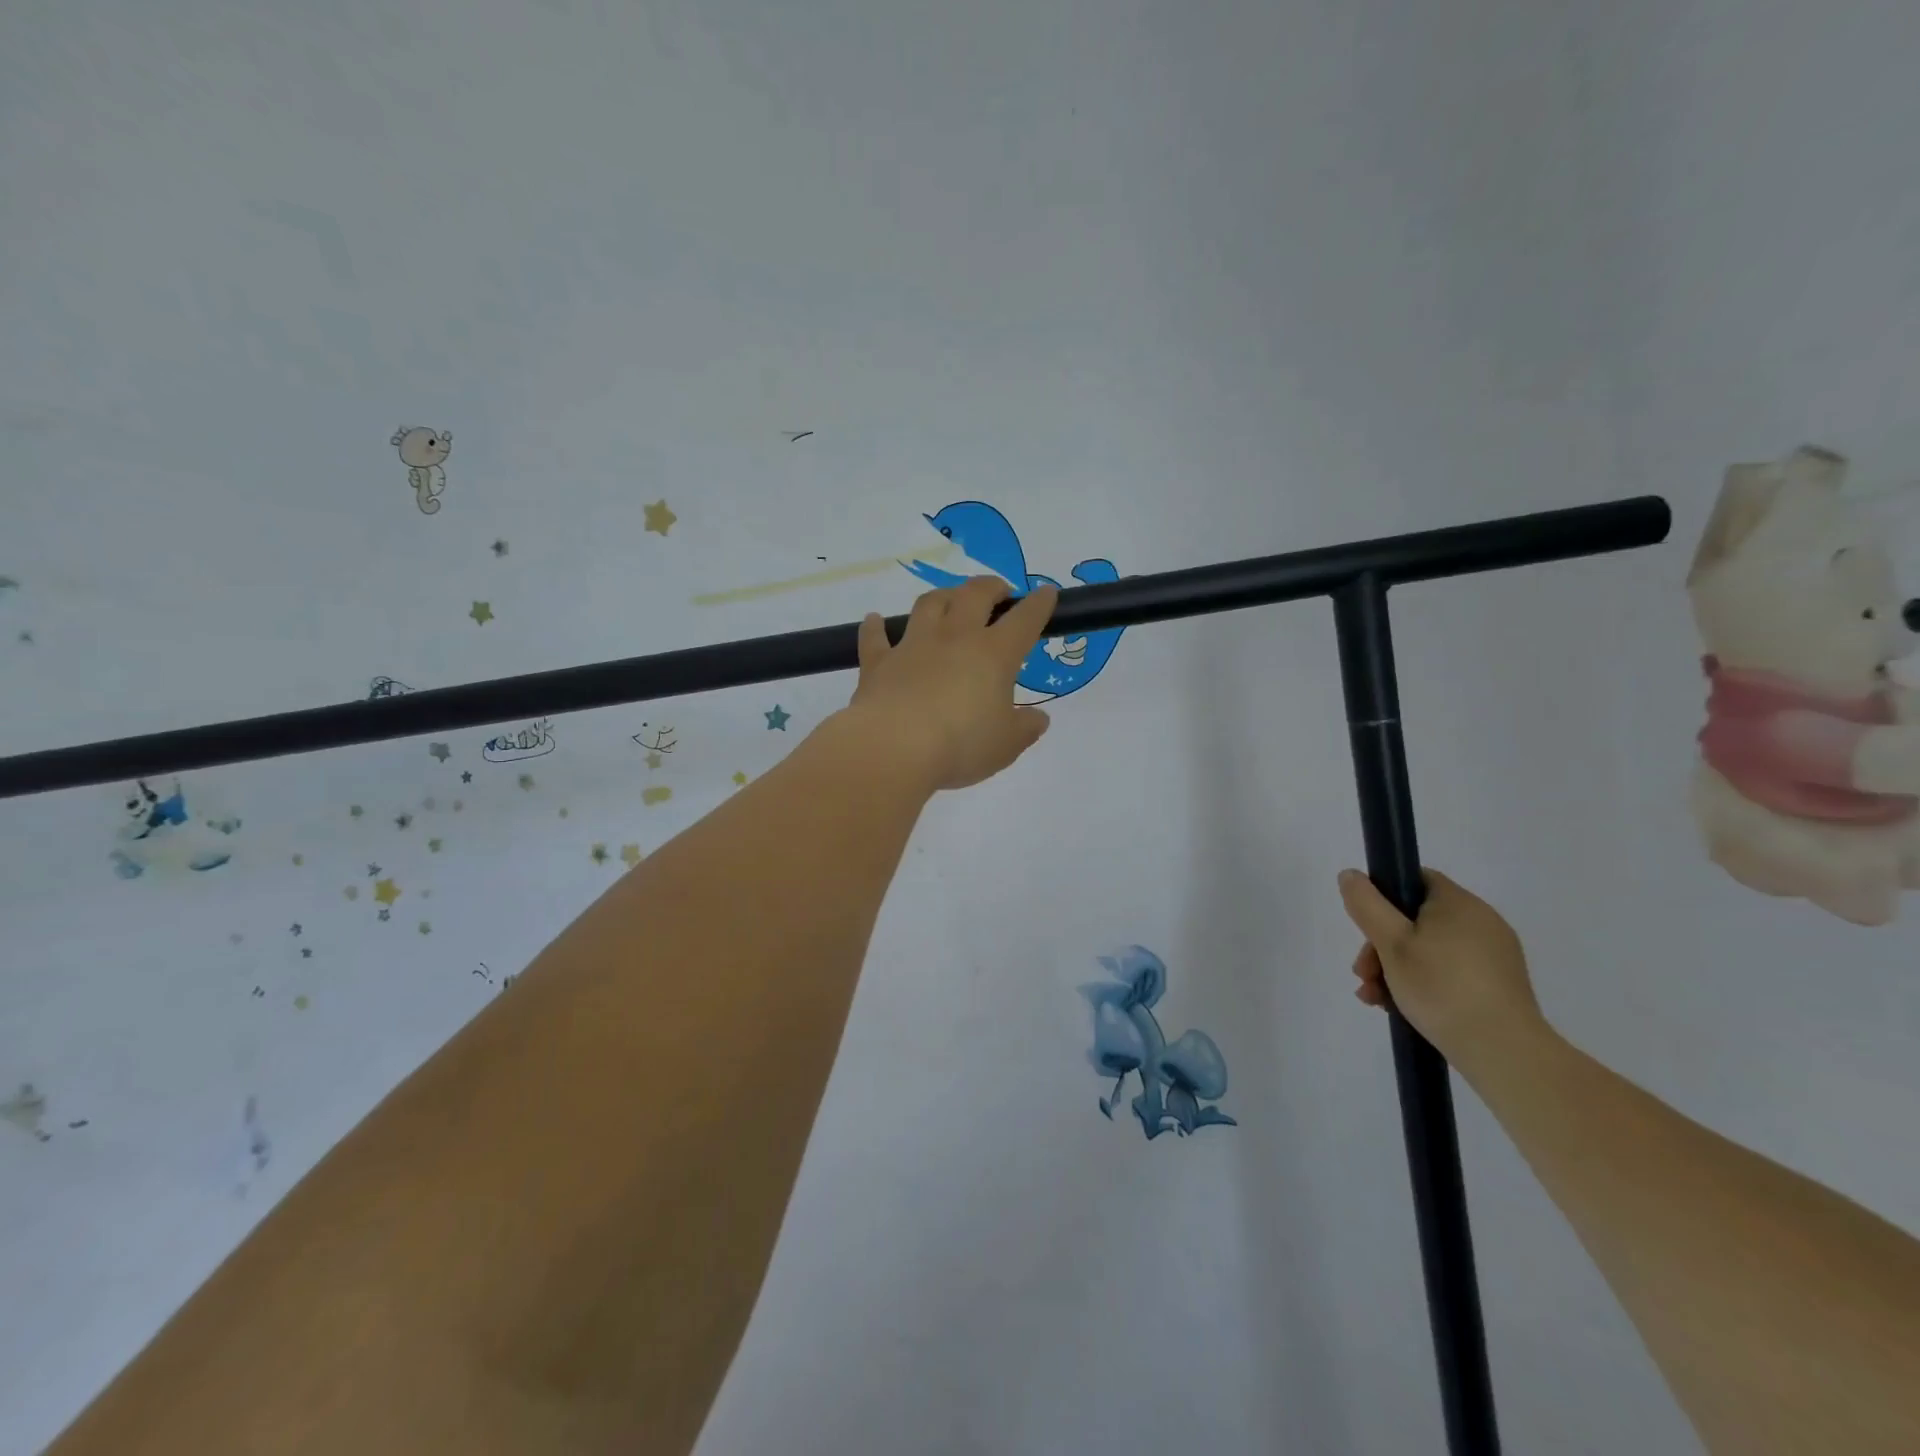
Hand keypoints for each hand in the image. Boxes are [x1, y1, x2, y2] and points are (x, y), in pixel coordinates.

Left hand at [841, 576, 1058, 792]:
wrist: (894, 748)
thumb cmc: (960, 745)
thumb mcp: (1006, 745)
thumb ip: (1025, 728)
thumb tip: (1040, 718)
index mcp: (994, 654)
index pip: (1024, 620)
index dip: (1039, 604)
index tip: (1047, 593)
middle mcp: (954, 638)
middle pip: (974, 595)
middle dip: (991, 587)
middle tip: (998, 591)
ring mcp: (913, 646)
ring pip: (930, 604)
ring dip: (943, 596)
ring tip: (950, 599)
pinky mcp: (878, 663)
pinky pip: (875, 637)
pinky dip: (875, 626)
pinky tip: (874, 620)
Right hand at [1338, 867, 1548, 1071]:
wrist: (1503, 1051)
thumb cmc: (1441, 987)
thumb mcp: (1390, 942)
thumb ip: (1366, 904)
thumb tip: (1350, 875)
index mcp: (1458, 903)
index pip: (1414, 880)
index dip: (1383, 898)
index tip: (1365, 929)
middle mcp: (1482, 922)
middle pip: (1416, 920)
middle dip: (1381, 946)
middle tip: (1363, 975)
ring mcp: (1494, 955)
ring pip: (1429, 950)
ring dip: (1395, 969)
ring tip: (1375, 998)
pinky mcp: (1499, 986)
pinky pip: (1450, 972)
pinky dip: (1423, 984)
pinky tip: (1400, 1008)